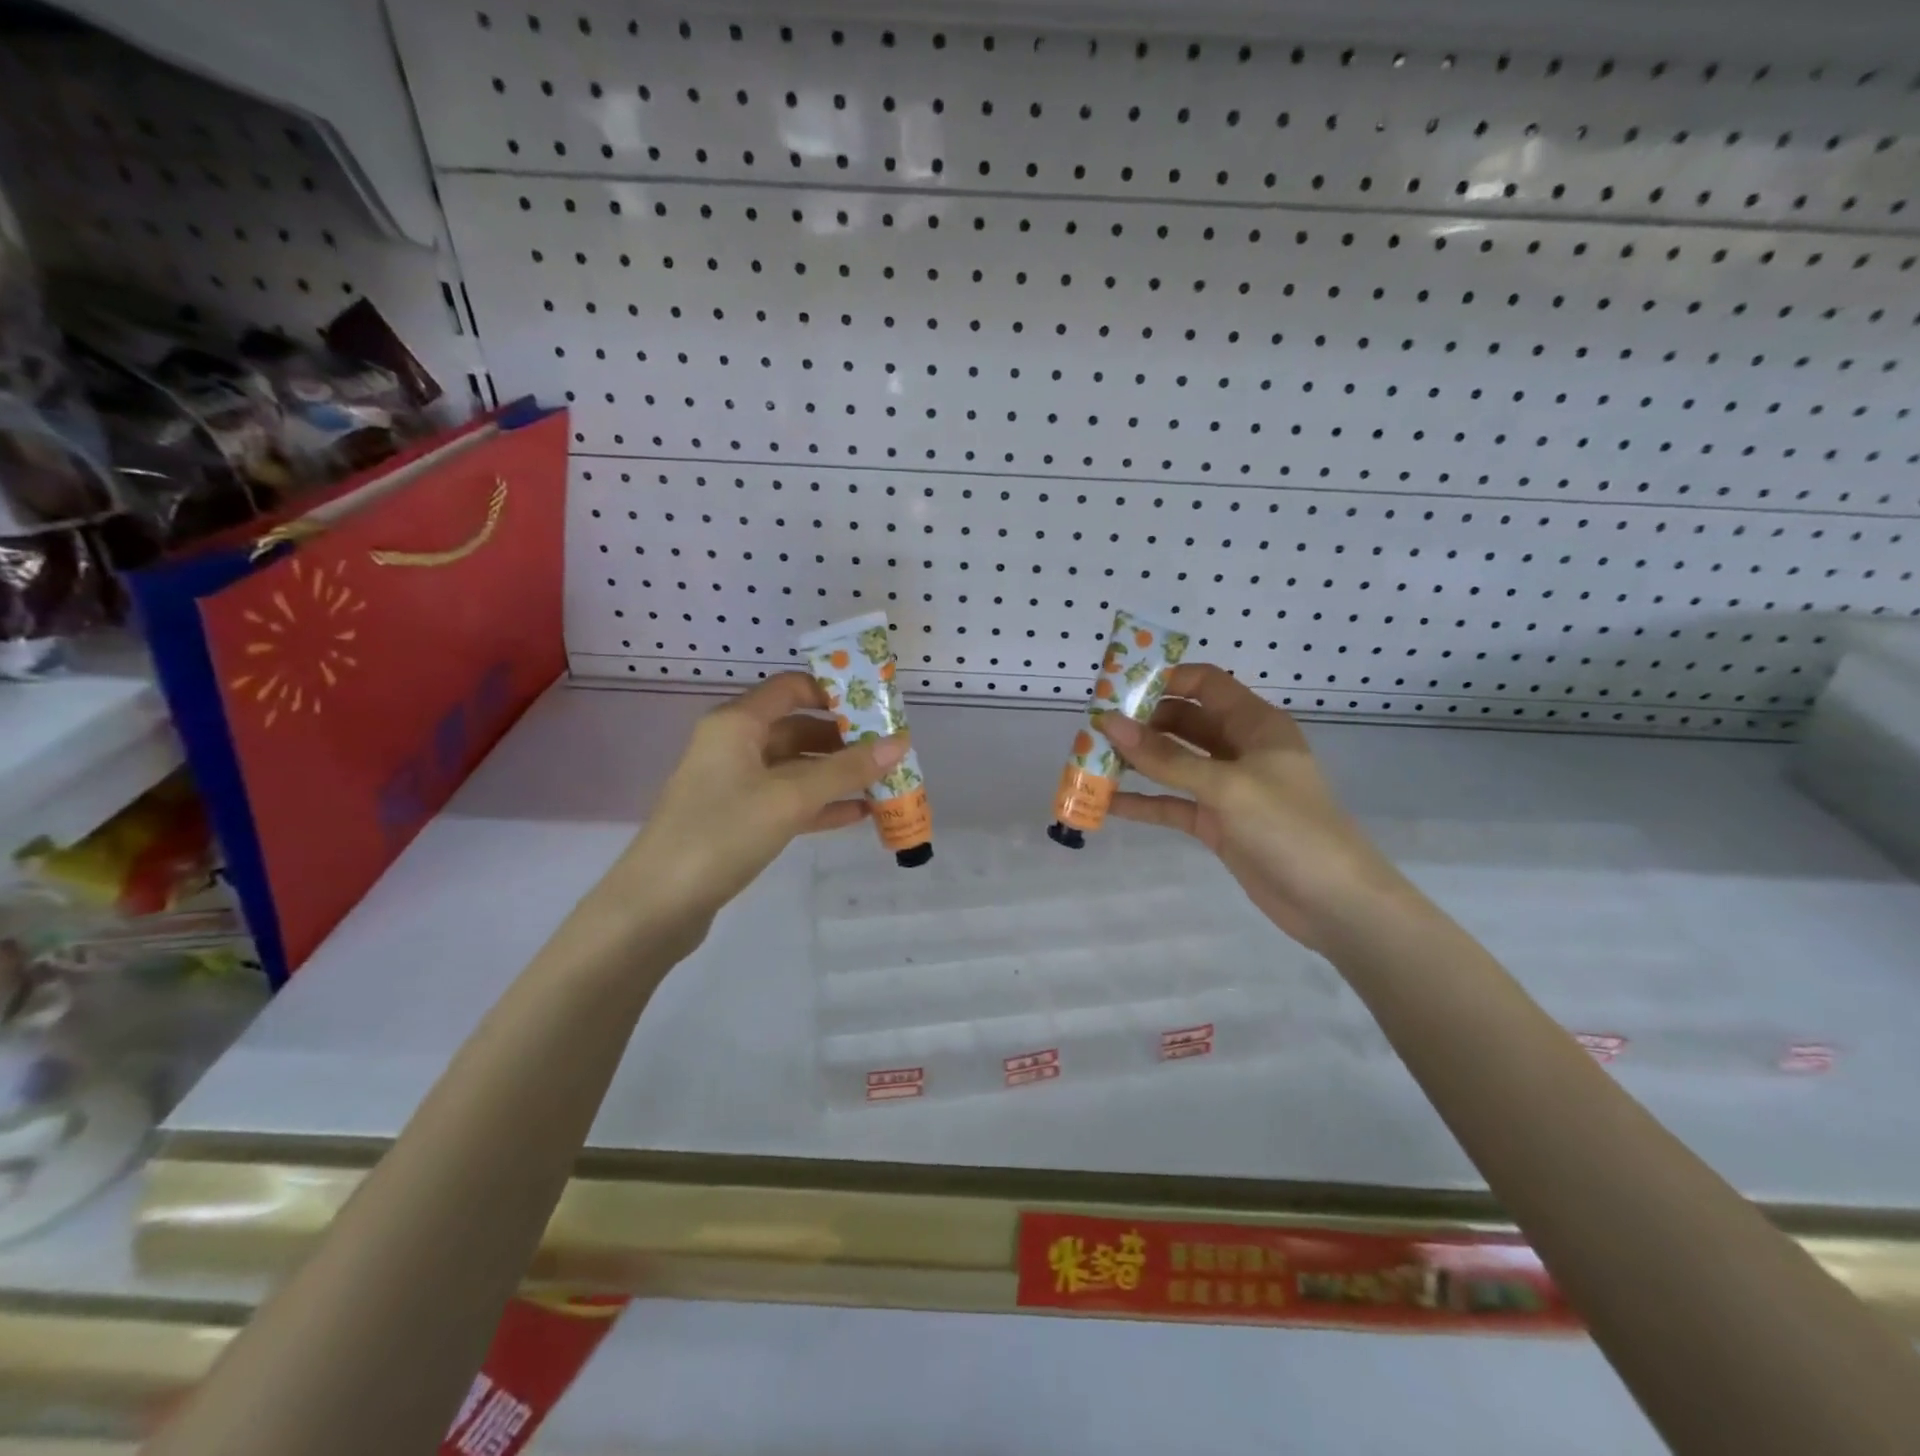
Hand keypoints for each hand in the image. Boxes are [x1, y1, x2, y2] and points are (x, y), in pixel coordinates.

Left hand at [608, 673, 906, 933]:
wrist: (658, 905)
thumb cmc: (722, 833)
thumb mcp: (790, 798)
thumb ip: (846, 770)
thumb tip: (900, 743)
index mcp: (737, 723)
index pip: (792, 689)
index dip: (834, 693)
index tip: (876, 708)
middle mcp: (734, 745)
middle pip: (797, 728)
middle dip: (844, 740)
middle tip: (889, 752)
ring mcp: (734, 784)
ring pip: (795, 768)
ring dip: (836, 775)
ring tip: (883, 784)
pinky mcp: (737, 819)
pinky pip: (786, 800)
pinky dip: (820, 804)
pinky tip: (858, 815)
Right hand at [1099, 665, 1408, 950]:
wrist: (1334, 903)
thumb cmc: (1289, 827)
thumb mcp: (1226, 786)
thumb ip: (1166, 758)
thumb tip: (1110, 723)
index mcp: (1255, 724)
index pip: (1205, 684)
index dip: (1163, 679)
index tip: (1116, 687)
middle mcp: (1240, 749)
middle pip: (1183, 722)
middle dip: (1141, 722)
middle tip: (1094, 727)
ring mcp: (1227, 788)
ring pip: (1173, 764)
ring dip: (1136, 762)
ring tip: (1091, 760)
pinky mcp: (1217, 823)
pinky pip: (1172, 803)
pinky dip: (1143, 801)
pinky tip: (1107, 804)